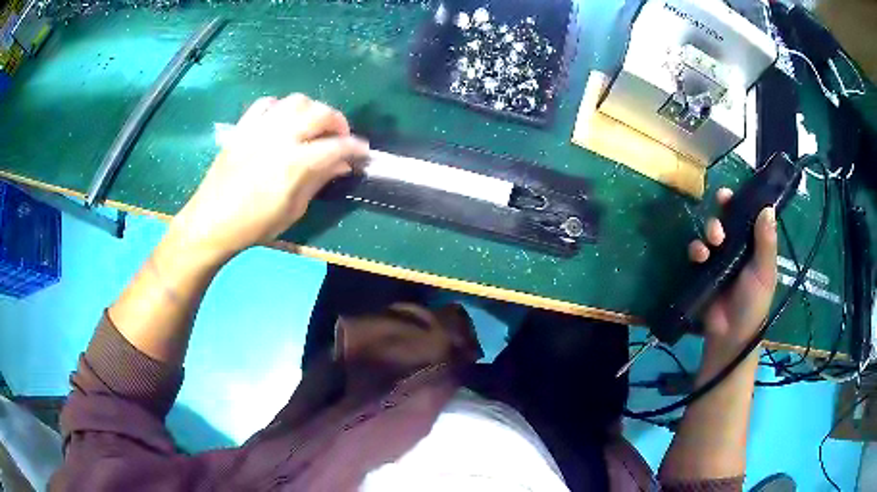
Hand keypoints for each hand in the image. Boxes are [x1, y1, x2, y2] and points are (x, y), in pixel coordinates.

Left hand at [170, 94, 368, 264]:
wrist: (211, 221)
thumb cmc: (254, 225)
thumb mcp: (293, 210)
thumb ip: (318, 181)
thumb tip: (341, 165)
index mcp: (294, 164)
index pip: (336, 146)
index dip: (355, 147)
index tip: (364, 152)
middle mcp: (280, 138)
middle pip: (320, 113)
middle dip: (338, 122)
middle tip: (341, 136)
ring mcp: (259, 128)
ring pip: (296, 101)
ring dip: (312, 109)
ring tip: (314, 125)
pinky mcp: (243, 127)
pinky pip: (266, 103)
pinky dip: (281, 107)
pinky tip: (284, 120)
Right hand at [687, 188, 777, 352]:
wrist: (731, 334)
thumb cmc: (754, 303)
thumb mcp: (764, 272)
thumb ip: (766, 242)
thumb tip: (767, 207)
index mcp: (755, 245)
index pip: (748, 216)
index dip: (740, 202)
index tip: (731, 194)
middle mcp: (737, 246)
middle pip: (727, 219)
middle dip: (721, 215)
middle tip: (721, 224)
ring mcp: (719, 258)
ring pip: (711, 232)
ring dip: (709, 231)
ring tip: (712, 242)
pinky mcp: (703, 269)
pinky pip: (697, 251)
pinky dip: (696, 249)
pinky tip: (700, 256)